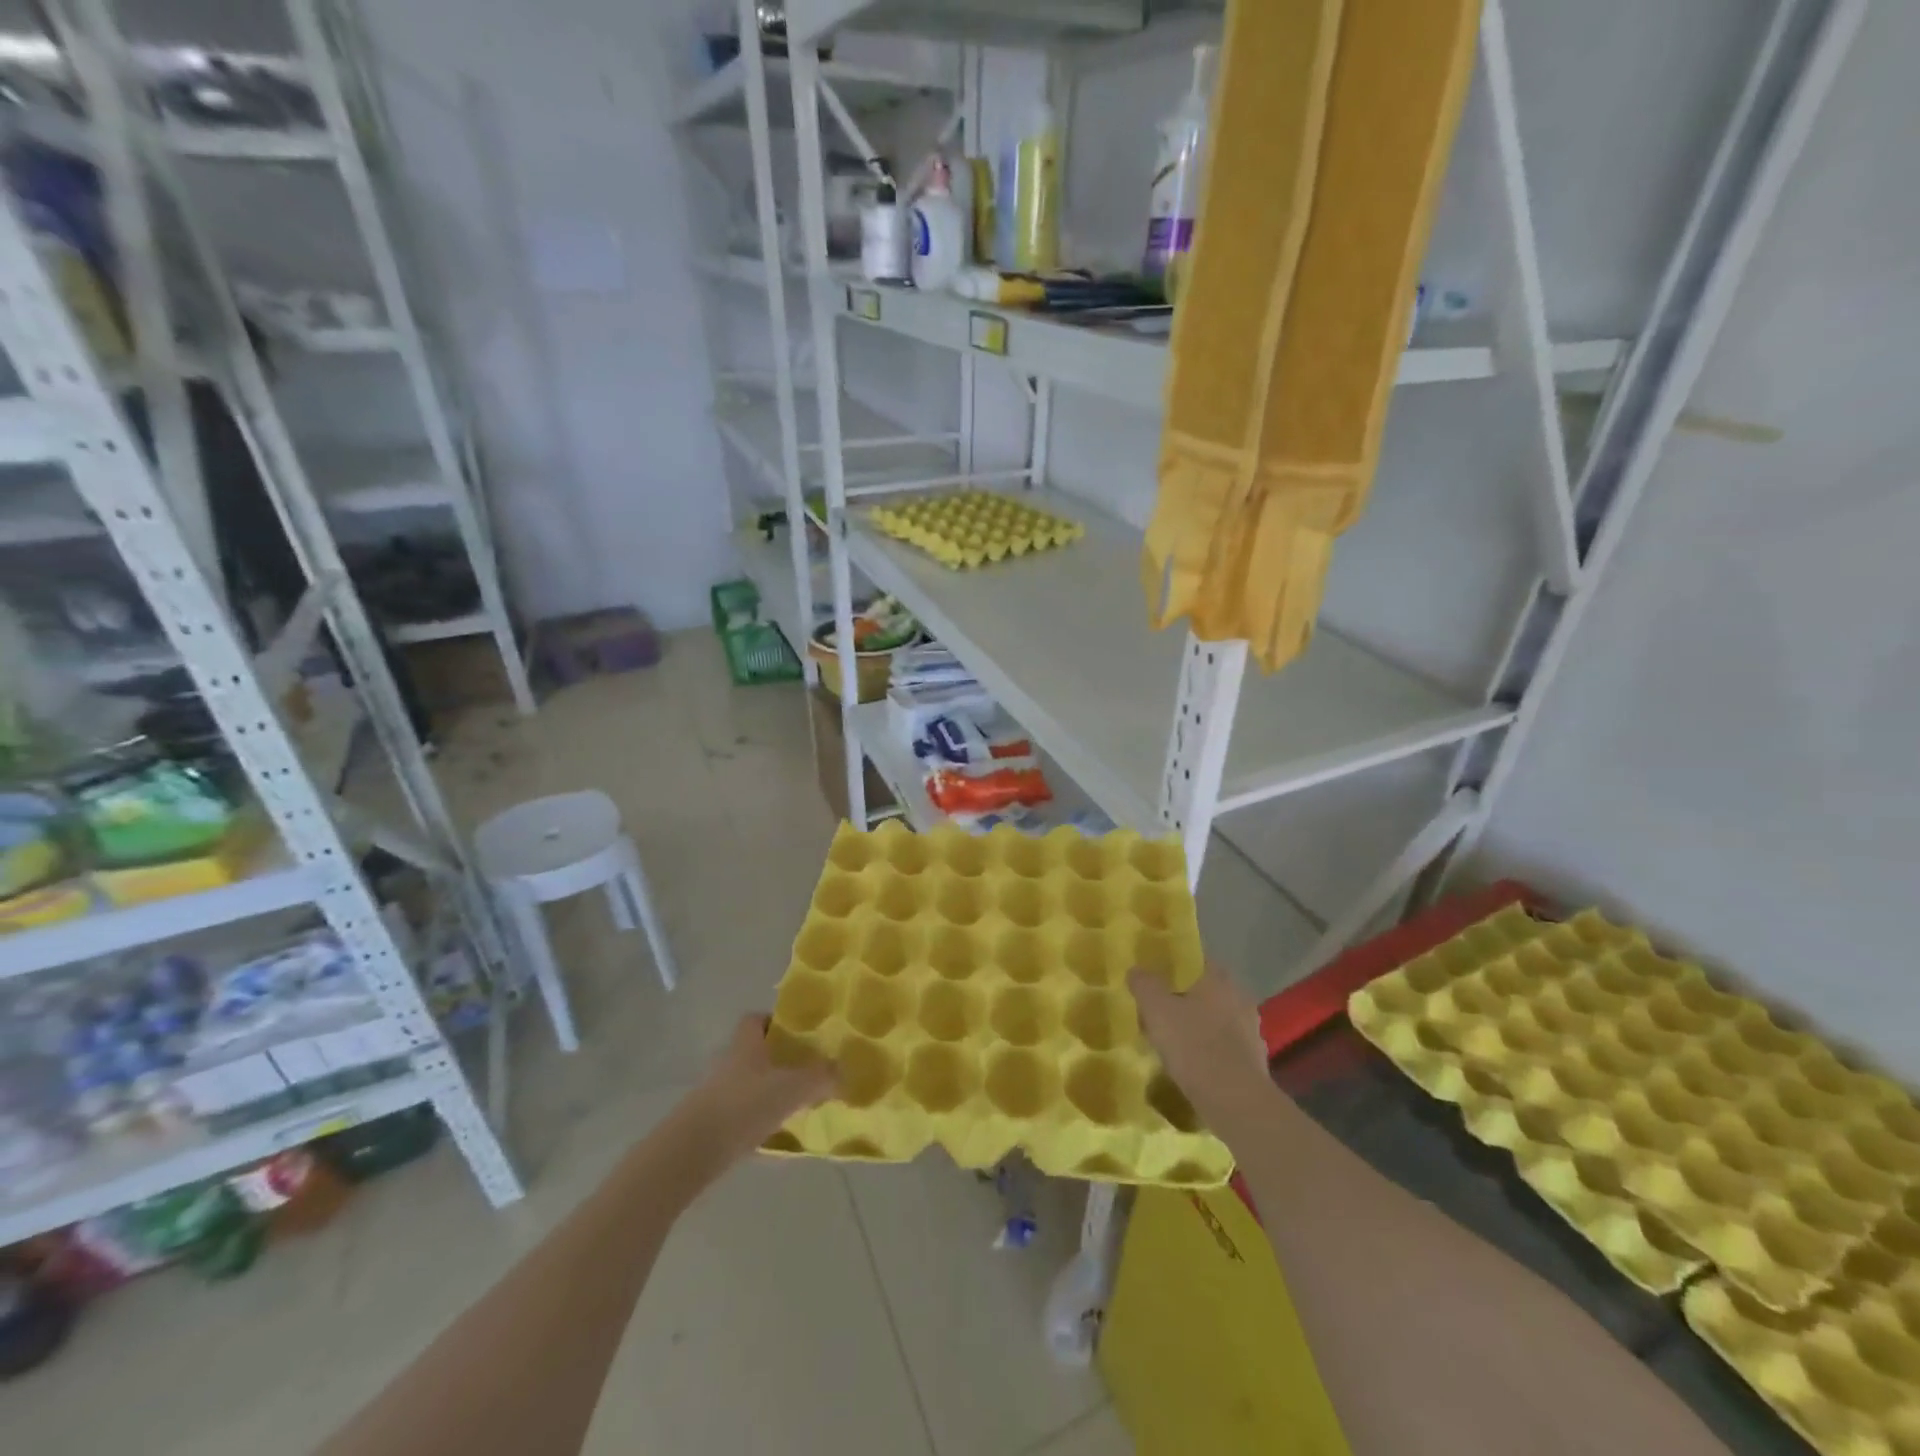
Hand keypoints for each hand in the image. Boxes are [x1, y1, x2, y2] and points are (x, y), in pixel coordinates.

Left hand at [684, 1014, 837, 1160]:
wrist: (691, 1152)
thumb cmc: (743, 1106)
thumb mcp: (792, 1088)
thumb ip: (820, 1078)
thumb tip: (841, 1071)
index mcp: (745, 1044)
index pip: (756, 1019)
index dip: (776, 1022)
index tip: (798, 1035)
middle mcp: (728, 1063)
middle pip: (754, 1053)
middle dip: (778, 1061)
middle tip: (806, 1072)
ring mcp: (716, 1095)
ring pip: (748, 1085)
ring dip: (768, 1093)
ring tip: (797, 1107)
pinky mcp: (710, 1125)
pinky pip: (741, 1117)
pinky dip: (758, 1123)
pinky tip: (777, 1140)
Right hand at [1129, 964, 1272, 1137]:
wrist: (1235, 1101)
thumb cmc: (1193, 1044)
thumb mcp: (1156, 1009)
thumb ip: (1145, 984)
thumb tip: (1136, 970)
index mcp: (1220, 979)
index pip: (1197, 960)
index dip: (1176, 965)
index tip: (1157, 976)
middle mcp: (1240, 998)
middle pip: (1207, 991)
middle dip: (1185, 998)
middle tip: (1159, 1009)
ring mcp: (1251, 1031)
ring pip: (1216, 1019)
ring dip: (1198, 1026)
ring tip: (1171, 1040)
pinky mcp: (1254, 1061)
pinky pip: (1224, 1047)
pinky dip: (1209, 1050)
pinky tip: (1191, 1064)